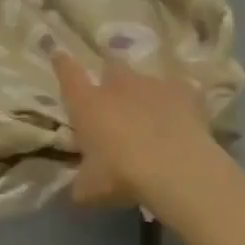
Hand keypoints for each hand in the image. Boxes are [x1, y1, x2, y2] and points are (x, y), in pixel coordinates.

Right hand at [52, 54, 215, 207]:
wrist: (176, 170)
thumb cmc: (122, 175)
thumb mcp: (91, 189)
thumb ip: (82, 183)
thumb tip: (78, 190)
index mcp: (87, 103)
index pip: (67, 73)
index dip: (62, 63)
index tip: (59, 54)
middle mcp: (116, 85)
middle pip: (111, 67)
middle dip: (112, 79)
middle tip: (117, 101)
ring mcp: (152, 85)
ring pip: (145, 80)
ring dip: (145, 94)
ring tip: (153, 116)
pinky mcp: (185, 92)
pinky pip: (179, 92)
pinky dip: (179, 102)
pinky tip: (184, 120)